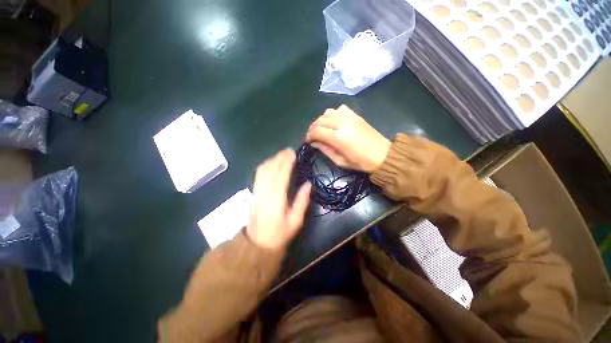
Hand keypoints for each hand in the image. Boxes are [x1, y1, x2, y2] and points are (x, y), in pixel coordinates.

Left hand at [247, 149, 311, 248]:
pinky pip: (258, 174)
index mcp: (276, 199)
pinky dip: (265, 165)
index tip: (293, 153)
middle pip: (270, 169)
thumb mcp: (296, 221)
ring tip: (281, 155)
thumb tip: (308, 184)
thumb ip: (302, 201)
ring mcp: (257, 191)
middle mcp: (264, 192)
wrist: (258, 244)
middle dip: (279, 157)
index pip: (281, 175)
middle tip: (289, 150)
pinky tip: (271, 163)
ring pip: (262, 170)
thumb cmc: (280, 233)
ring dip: (272, 159)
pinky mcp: (253, 192)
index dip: (286, 162)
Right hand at [305, 105, 390, 171]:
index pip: (316, 131)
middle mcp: (342, 123)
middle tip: (312, 137)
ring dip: (321, 120)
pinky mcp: (355, 115)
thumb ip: (325, 150)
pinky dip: (333, 114)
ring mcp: (349, 117)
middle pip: (320, 120)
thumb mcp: (340, 161)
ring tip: (321, 129)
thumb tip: (314, 143)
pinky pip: (339, 109)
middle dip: (312, 128)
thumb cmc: (361, 162)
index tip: (307, 141)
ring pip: (327, 112)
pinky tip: (334, 122)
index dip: (309, 136)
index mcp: (338, 137)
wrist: (383, 155)